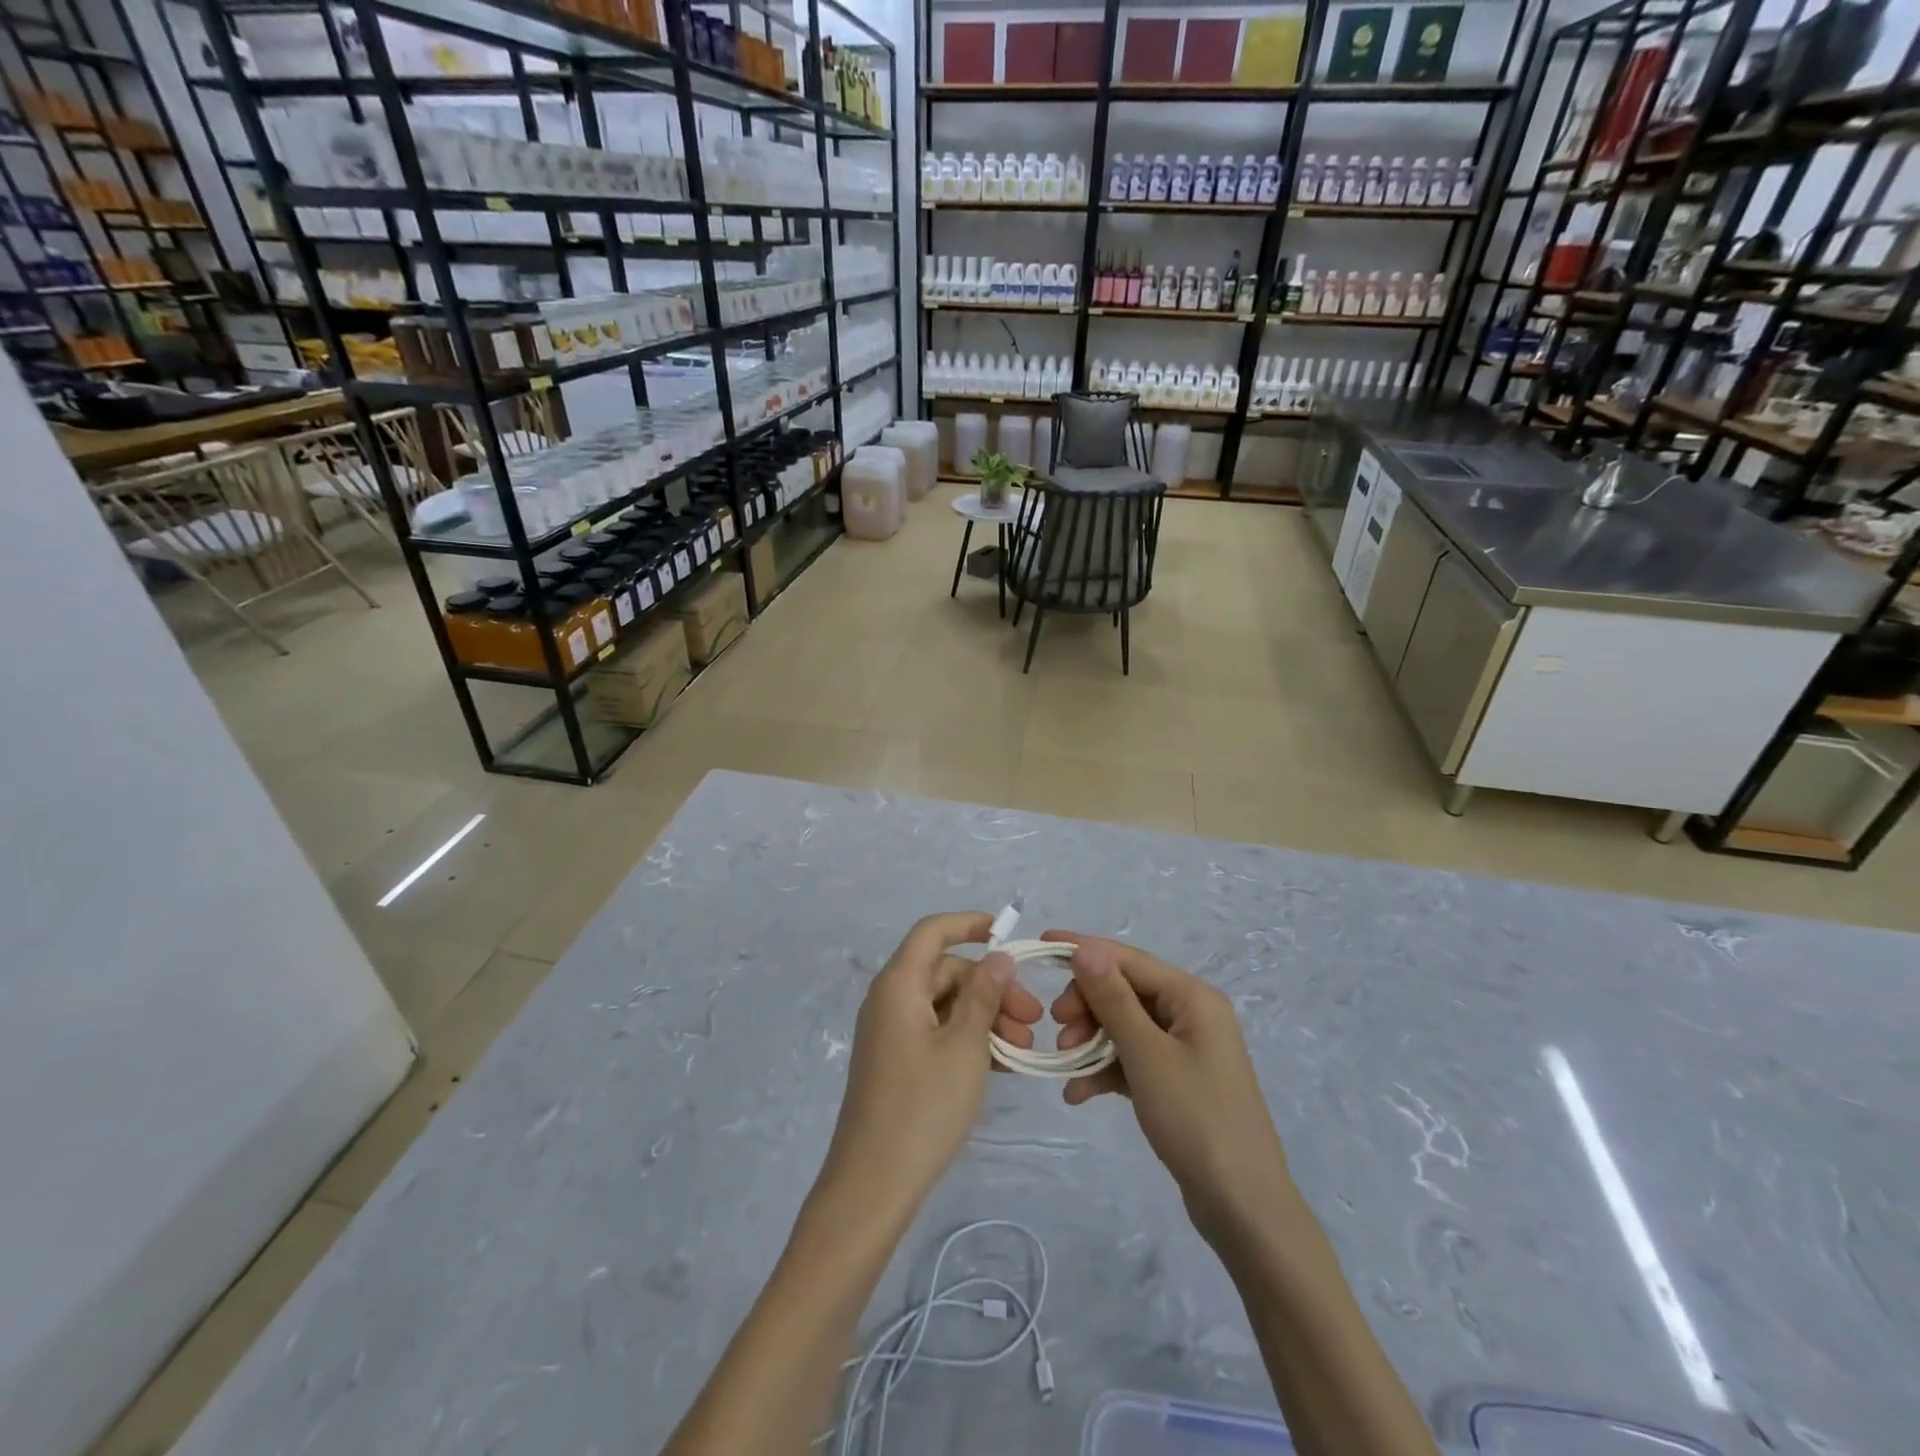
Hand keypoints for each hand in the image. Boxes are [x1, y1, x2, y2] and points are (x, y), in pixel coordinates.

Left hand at [819, 912, 1043, 1215]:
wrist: (874, 1184)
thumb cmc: (923, 1107)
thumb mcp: (965, 1046)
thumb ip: (983, 995)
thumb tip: (996, 958)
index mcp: (899, 985)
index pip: (932, 932)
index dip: (968, 924)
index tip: (1006, 933)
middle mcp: (889, 1000)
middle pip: (945, 972)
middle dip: (991, 987)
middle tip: (1032, 1019)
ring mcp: (890, 1032)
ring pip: (945, 1005)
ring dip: (985, 1017)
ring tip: (1024, 1049)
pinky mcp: (896, 1062)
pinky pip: (936, 1032)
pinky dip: (968, 1039)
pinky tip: (1002, 1063)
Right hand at [1046, 931, 1292, 1244]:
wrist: (1242, 1205)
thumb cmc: (1195, 1118)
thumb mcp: (1146, 1054)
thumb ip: (1112, 999)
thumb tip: (1084, 949)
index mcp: (1191, 996)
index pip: (1127, 958)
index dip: (1083, 949)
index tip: (1041, 947)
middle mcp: (1191, 1013)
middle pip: (1124, 990)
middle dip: (1086, 1005)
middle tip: (1057, 1027)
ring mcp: (1186, 1049)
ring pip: (1125, 1026)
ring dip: (1091, 1040)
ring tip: (1065, 1063)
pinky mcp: (1177, 1081)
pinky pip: (1133, 1059)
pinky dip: (1105, 1070)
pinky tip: (1078, 1093)